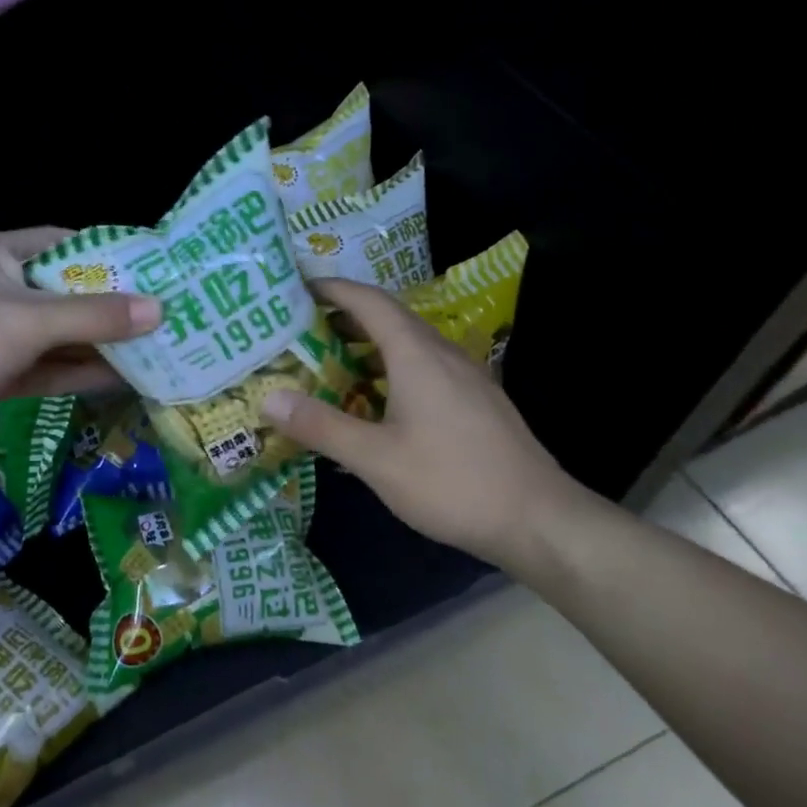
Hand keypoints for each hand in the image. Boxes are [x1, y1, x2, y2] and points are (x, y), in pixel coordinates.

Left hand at [0, 229, 159, 456]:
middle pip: (63, 292)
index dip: (103, 253)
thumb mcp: (30, 321)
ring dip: (97, 343)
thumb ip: (94, 316)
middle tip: (158, 312)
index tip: (146, 267)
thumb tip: (159, 310)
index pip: (60, 242)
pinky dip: (77, 372)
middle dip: (108, 306)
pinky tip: (119, 378)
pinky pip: (46, 367)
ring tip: (151, 348)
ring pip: (56, 335)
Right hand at [260, 278, 588, 574]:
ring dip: (368, 345)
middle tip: (299, 330)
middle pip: (388, 318)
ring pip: (408, 345)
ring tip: (329, 363)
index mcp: (417, 355)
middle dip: (343, 317)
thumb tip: (268, 398)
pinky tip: (377, 402)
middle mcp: (443, 354)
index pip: (368, 301)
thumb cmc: (452, 482)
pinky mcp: (476, 401)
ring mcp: (465, 377)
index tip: (295, 287)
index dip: (331, 289)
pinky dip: (391, 369)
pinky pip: (425, 367)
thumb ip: (321, 426)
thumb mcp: (376, 459)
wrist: (538, 519)